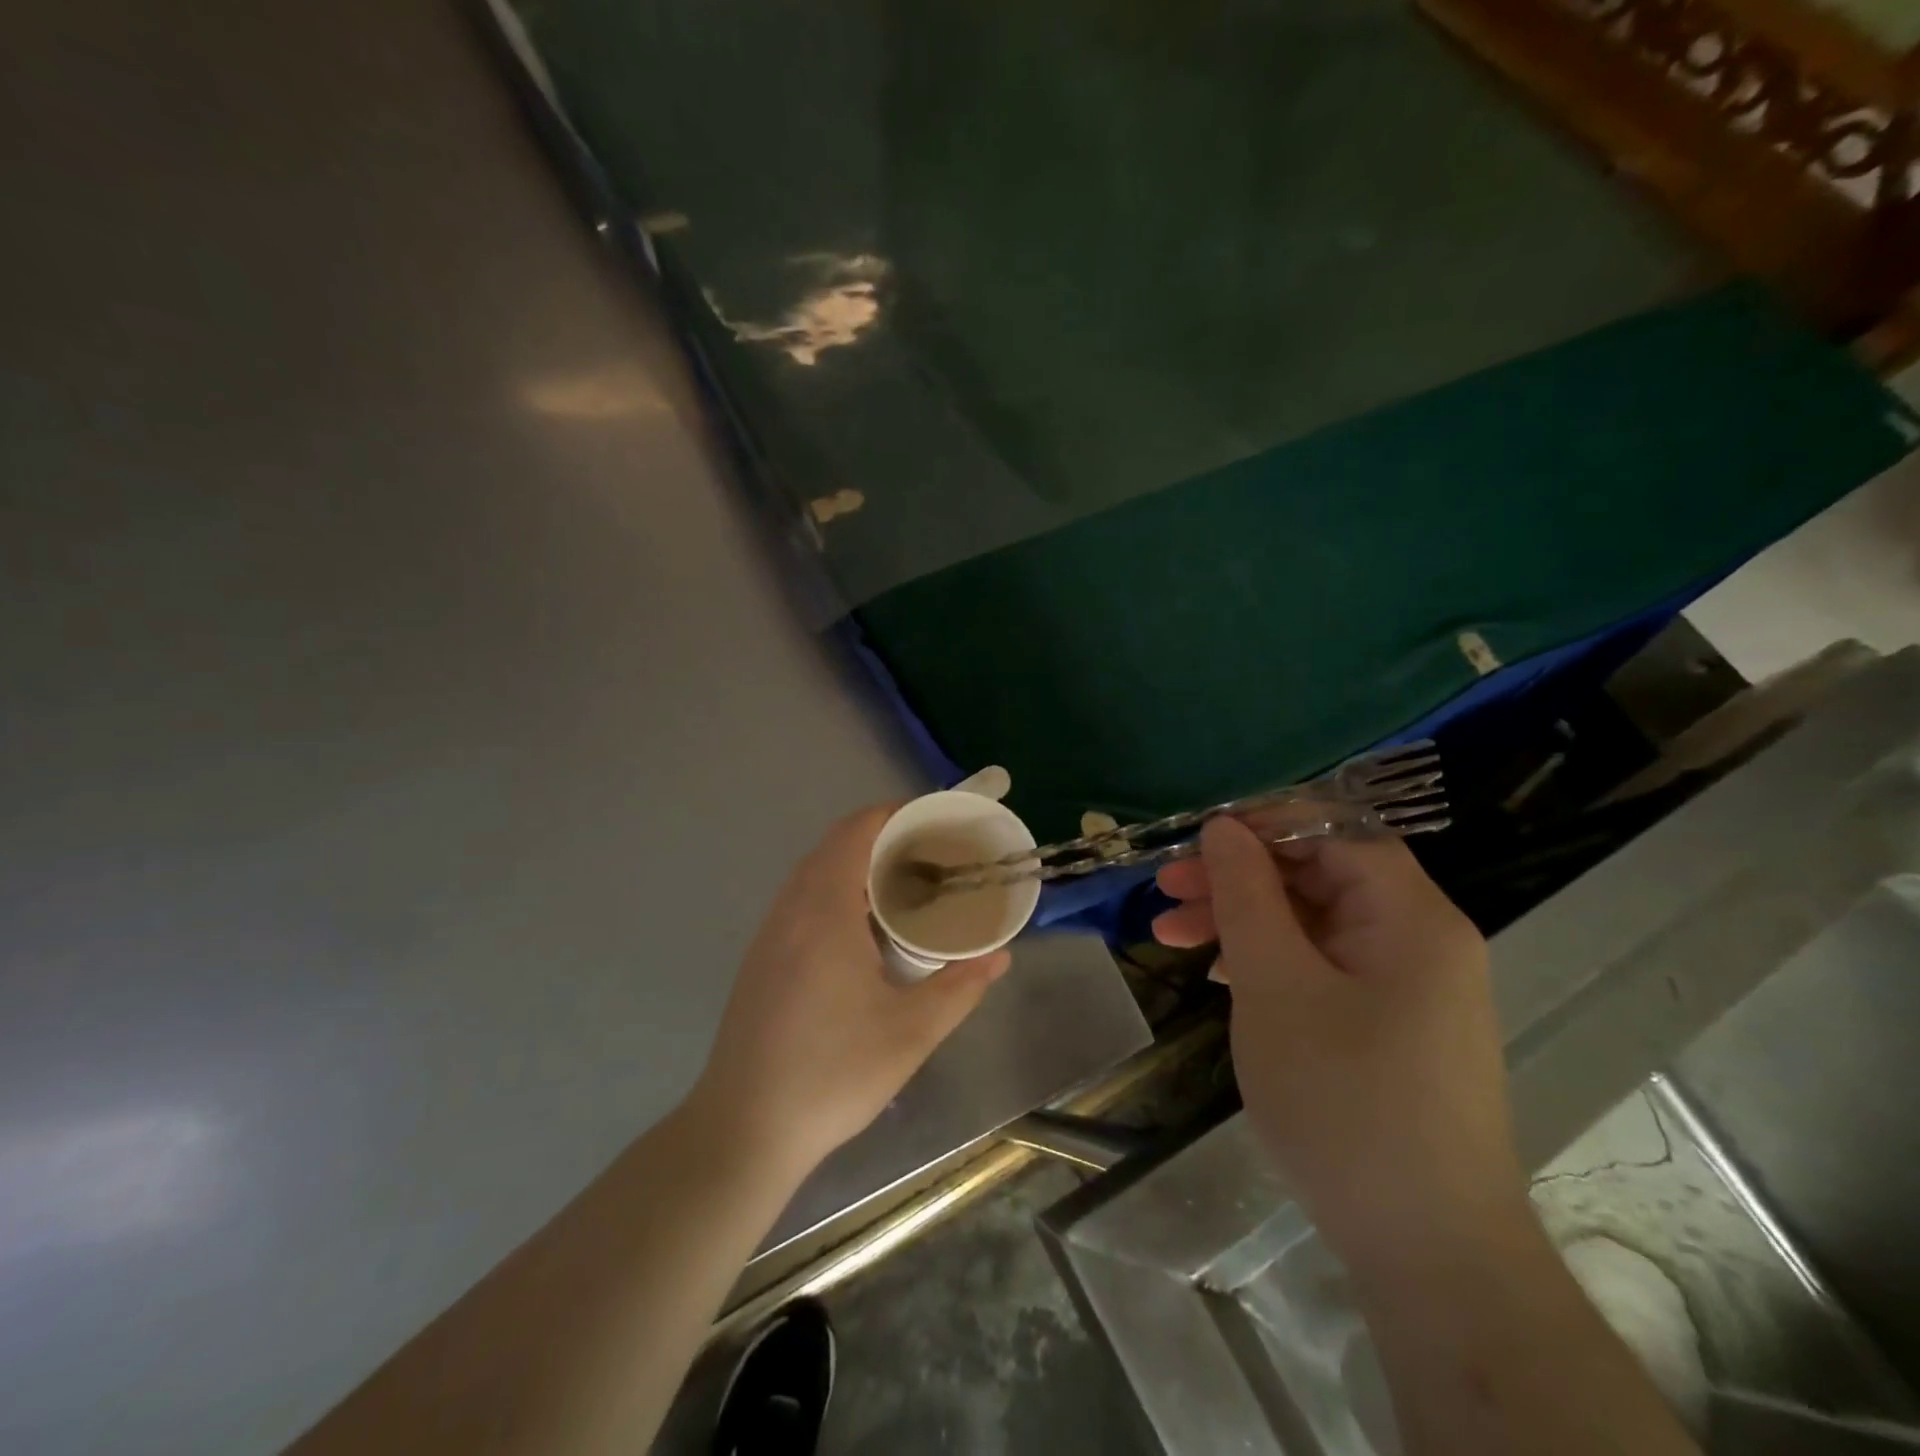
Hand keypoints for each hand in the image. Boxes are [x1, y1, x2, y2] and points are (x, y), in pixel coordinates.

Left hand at [689, 805, 1011, 1177]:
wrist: (744, 1128)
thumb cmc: (833, 1074)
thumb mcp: (911, 1032)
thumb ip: (960, 987)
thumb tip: (1000, 956)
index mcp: (825, 912)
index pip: (856, 832)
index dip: (893, 815)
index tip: (933, 822)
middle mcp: (791, 909)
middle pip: (835, 846)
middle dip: (882, 839)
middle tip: (930, 857)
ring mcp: (769, 934)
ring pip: (814, 873)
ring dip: (856, 866)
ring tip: (902, 888)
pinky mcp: (760, 958)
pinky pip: (800, 900)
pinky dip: (835, 891)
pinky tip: (861, 932)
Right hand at [1154, 818, 1527, 1274]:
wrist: (1426, 1251)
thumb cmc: (1345, 1100)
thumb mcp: (1275, 985)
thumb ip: (1247, 895)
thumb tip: (1224, 827)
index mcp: (1410, 917)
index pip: (1335, 832)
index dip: (1263, 826)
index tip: (1195, 842)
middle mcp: (1417, 940)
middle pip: (1318, 876)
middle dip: (1237, 879)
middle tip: (1165, 892)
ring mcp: (1405, 987)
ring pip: (1312, 924)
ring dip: (1241, 922)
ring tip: (1170, 936)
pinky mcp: (1388, 1026)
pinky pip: (1321, 968)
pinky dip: (1267, 962)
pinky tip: (1218, 977)